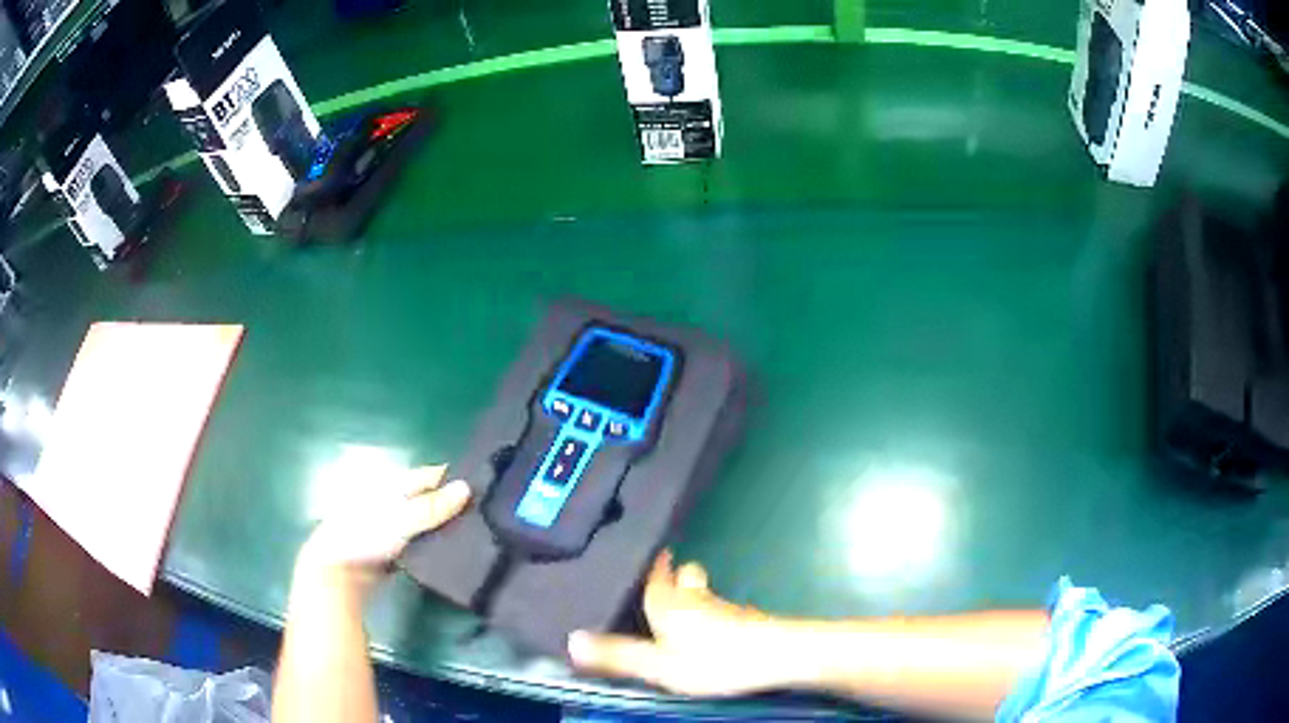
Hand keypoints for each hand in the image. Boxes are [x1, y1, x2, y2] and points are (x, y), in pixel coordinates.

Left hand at [296, 465, 470, 597]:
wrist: (338, 571)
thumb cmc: (365, 535)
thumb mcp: (401, 519)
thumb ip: (433, 507)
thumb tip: (467, 487)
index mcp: (393, 484)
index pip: (429, 476)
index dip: (454, 479)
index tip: (485, 489)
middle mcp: (393, 501)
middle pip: (429, 499)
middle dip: (453, 505)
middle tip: (487, 516)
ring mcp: (394, 527)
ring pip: (427, 523)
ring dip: (446, 528)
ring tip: (478, 535)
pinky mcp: (396, 550)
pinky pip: (422, 544)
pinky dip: (436, 546)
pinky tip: (453, 554)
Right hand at [568, 551, 792, 696]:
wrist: (779, 656)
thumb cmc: (714, 660)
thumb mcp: (658, 666)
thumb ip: (617, 655)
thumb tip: (569, 641)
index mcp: (669, 603)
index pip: (654, 576)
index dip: (648, 565)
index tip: (640, 550)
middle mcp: (695, 598)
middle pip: (682, 578)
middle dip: (672, 574)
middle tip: (659, 575)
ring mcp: (723, 608)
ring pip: (702, 591)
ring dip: (691, 592)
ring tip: (679, 600)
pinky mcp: (744, 621)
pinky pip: (718, 607)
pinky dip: (708, 610)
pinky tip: (709, 627)